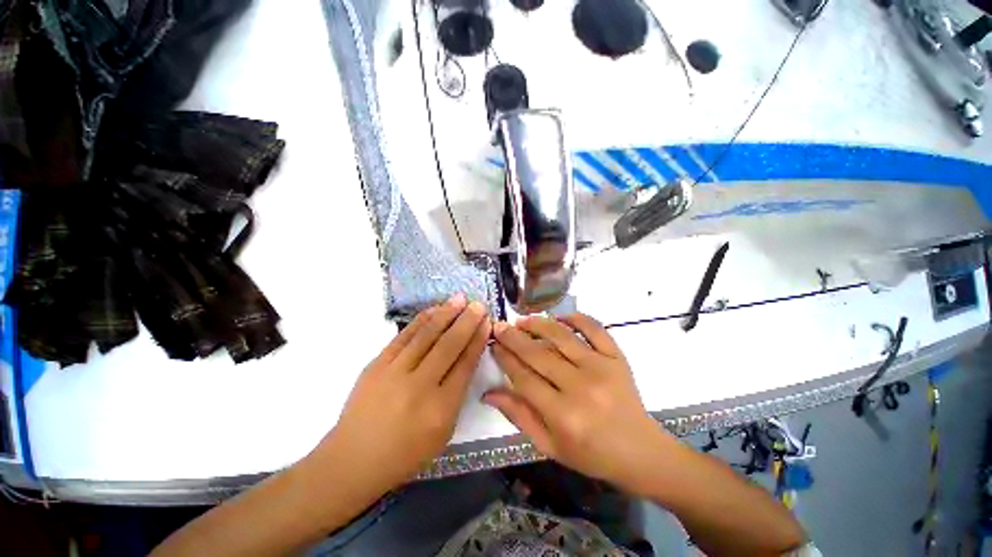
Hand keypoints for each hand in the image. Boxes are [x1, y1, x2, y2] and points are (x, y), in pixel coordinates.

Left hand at [316, 294, 490, 494]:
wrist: (353, 459)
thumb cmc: (405, 453)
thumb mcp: (442, 432)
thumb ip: (457, 395)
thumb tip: (466, 358)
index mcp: (440, 409)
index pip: (465, 365)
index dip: (477, 341)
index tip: (486, 323)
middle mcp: (419, 386)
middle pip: (448, 346)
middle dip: (466, 322)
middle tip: (478, 305)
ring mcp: (395, 372)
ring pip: (426, 335)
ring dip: (445, 314)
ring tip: (460, 299)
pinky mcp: (377, 364)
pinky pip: (404, 336)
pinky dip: (421, 320)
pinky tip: (433, 309)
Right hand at [485, 314, 678, 493]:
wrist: (640, 452)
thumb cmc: (591, 454)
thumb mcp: (549, 446)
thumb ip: (519, 416)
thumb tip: (489, 392)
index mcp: (562, 415)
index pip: (523, 378)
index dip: (505, 359)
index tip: (493, 345)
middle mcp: (580, 387)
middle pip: (538, 354)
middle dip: (514, 338)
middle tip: (500, 326)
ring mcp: (601, 368)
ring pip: (562, 336)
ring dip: (539, 324)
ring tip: (523, 320)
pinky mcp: (617, 358)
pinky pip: (595, 329)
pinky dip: (576, 318)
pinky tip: (560, 318)